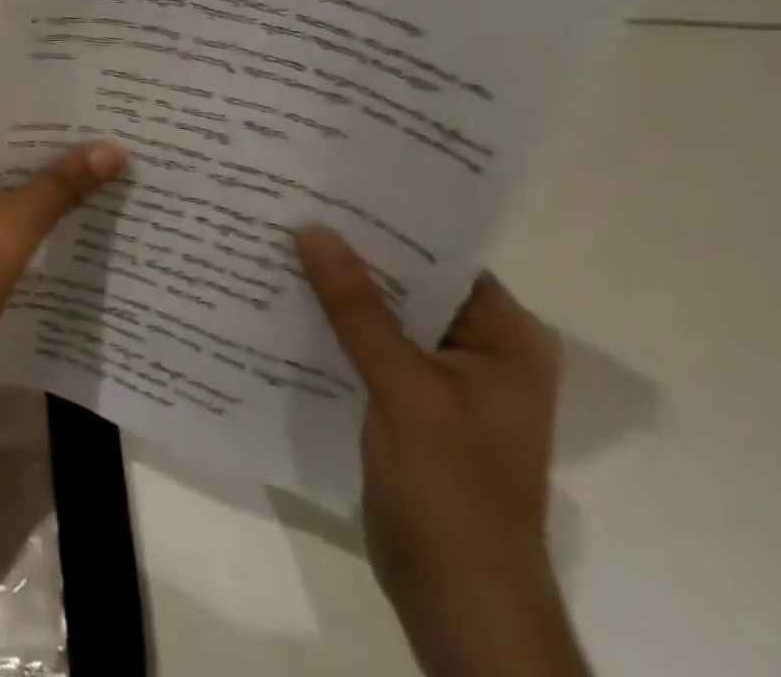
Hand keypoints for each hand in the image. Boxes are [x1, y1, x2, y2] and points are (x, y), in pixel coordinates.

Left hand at [0, 104, 126, 418]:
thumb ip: (59, 187)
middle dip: (47, 150)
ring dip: (32, 180)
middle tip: (111, 146)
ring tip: (97, 176)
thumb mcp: (8, 234)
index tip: (100, 115)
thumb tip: (112, 147)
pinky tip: (56, 216)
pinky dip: (10, 205)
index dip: (49, 114)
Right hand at [296, 226, 587, 676]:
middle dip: (352, 251)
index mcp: (503, 337)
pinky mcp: (407, 399)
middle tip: (291, 204)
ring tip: (276, 238)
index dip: (387, 220)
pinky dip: (332, 323)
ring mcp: (441, 376)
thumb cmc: (451, 488)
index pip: (442, 255)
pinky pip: (367, 343)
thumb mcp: (404, 389)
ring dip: (337, 286)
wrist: (456, 596)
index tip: (329, 185)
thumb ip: (357, 308)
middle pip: (407, 281)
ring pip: (382, 312)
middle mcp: (477, 347)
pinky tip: (283, 298)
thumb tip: (312, 228)